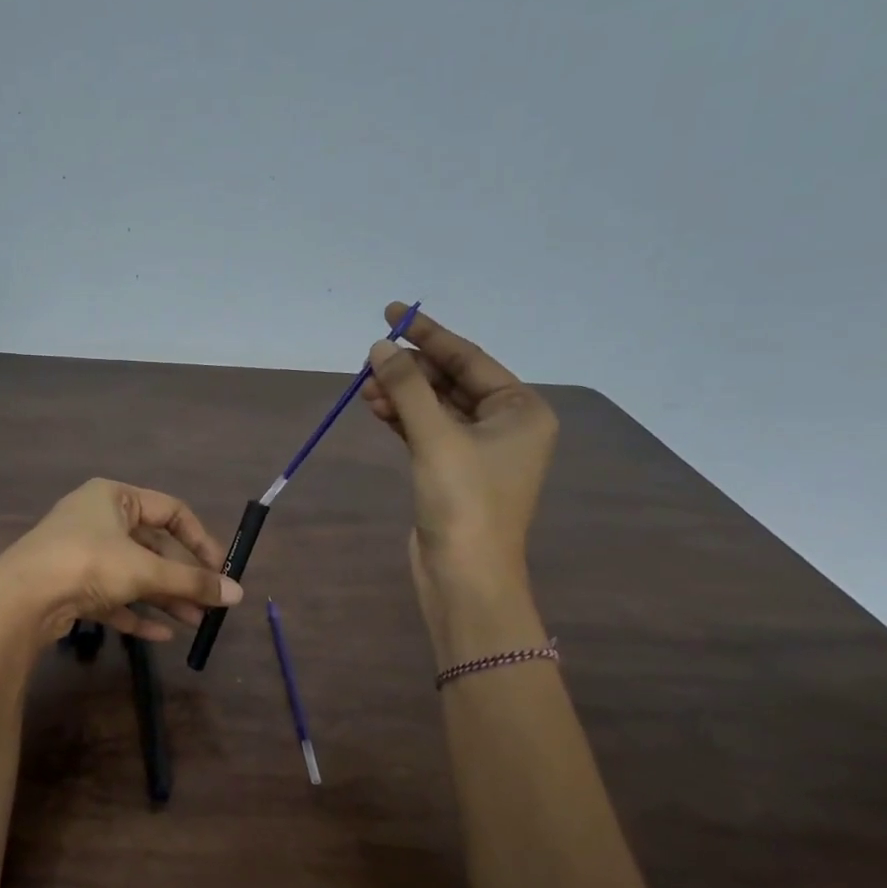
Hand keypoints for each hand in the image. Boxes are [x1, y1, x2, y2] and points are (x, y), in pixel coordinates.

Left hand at [0, 478, 242, 647]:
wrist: (20, 598)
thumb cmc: (88, 563)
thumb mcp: (145, 570)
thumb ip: (192, 581)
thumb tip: (237, 593)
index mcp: (115, 497)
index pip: (171, 511)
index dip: (199, 540)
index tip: (219, 570)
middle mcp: (98, 519)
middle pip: (153, 547)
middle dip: (182, 578)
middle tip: (209, 604)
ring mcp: (82, 553)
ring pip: (134, 574)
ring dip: (164, 597)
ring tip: (194, 622)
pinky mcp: (71, 585)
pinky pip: (112, 597)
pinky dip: (136, 613)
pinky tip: (161, 635)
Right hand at [358, 303, 556, 625]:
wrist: (464, 575)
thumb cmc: (464, 501)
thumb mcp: (436, 437)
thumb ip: (407, 388)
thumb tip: (380, 347)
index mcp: (521, 409)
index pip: (469, 358)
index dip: (428, 335)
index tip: (392, 313)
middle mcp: (506, 424)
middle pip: (452, 381)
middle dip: (411, 370)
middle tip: (371, 356)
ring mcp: (479, 450)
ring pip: (435, 408)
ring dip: (402, 395)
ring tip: (364, 386)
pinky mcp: (453, 472)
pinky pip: (427, 431)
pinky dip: (403, 419)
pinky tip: (376, 407)